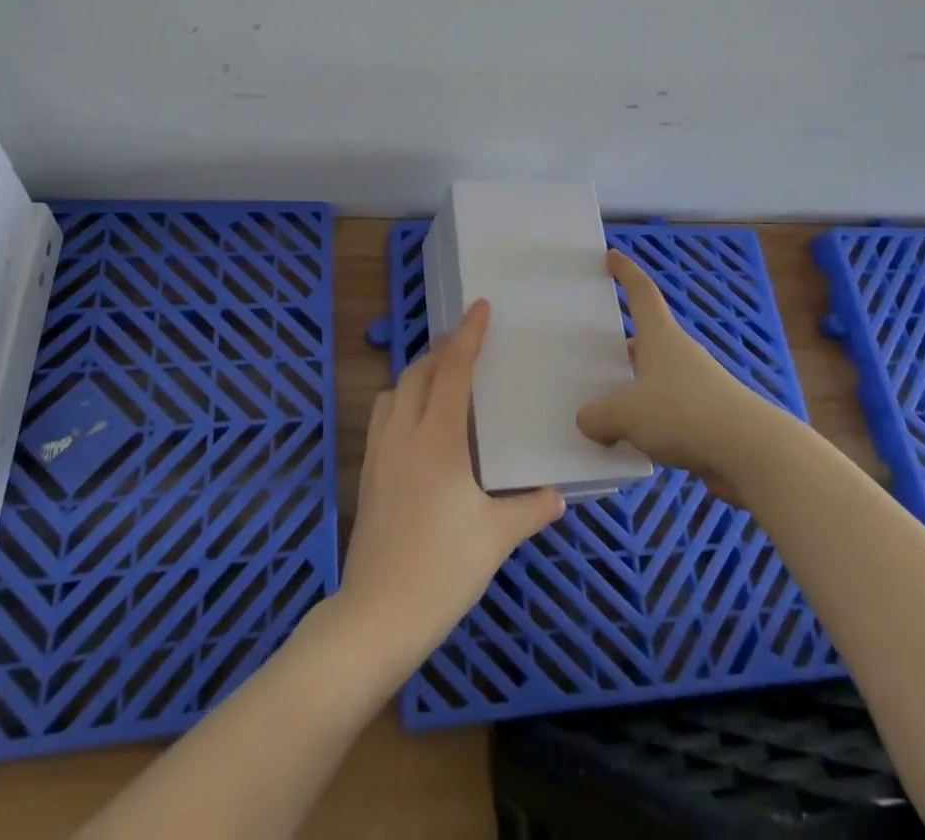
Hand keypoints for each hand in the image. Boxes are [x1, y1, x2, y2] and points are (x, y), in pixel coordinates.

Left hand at [339, 300, 565, 663]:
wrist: (376, 616)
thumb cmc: (442, 570)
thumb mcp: (495, 539)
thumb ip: (529, 510)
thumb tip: (557, 495)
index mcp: (437, 440)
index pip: (452, 372)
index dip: (467, 336)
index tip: (480, 307)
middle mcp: (403, 435)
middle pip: (418, 373)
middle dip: (441, 352)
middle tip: (467, 348)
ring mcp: (378, 453)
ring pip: (393, 393)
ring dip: (417, 377)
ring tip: (443, 385)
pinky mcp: (367, 475)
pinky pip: (382, 418)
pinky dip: (402, 404)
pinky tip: (420, 430)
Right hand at [576, 250, 778, 504]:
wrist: (751, 451)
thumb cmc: (683, 412)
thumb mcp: (625, 414)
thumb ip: (598, 416)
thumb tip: (590, 421)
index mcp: (660, 337)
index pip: (642, 293)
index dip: (626, 272)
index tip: (612, 256)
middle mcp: (681, 354)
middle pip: (648, 340)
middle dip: (624, 346)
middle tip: (597, 355)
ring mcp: (699, 386)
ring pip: (658, 379)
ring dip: (637, 388)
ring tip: (609, 409)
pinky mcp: (710, 418)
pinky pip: (670, 412)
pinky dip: (652, 421)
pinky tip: (637, 443)